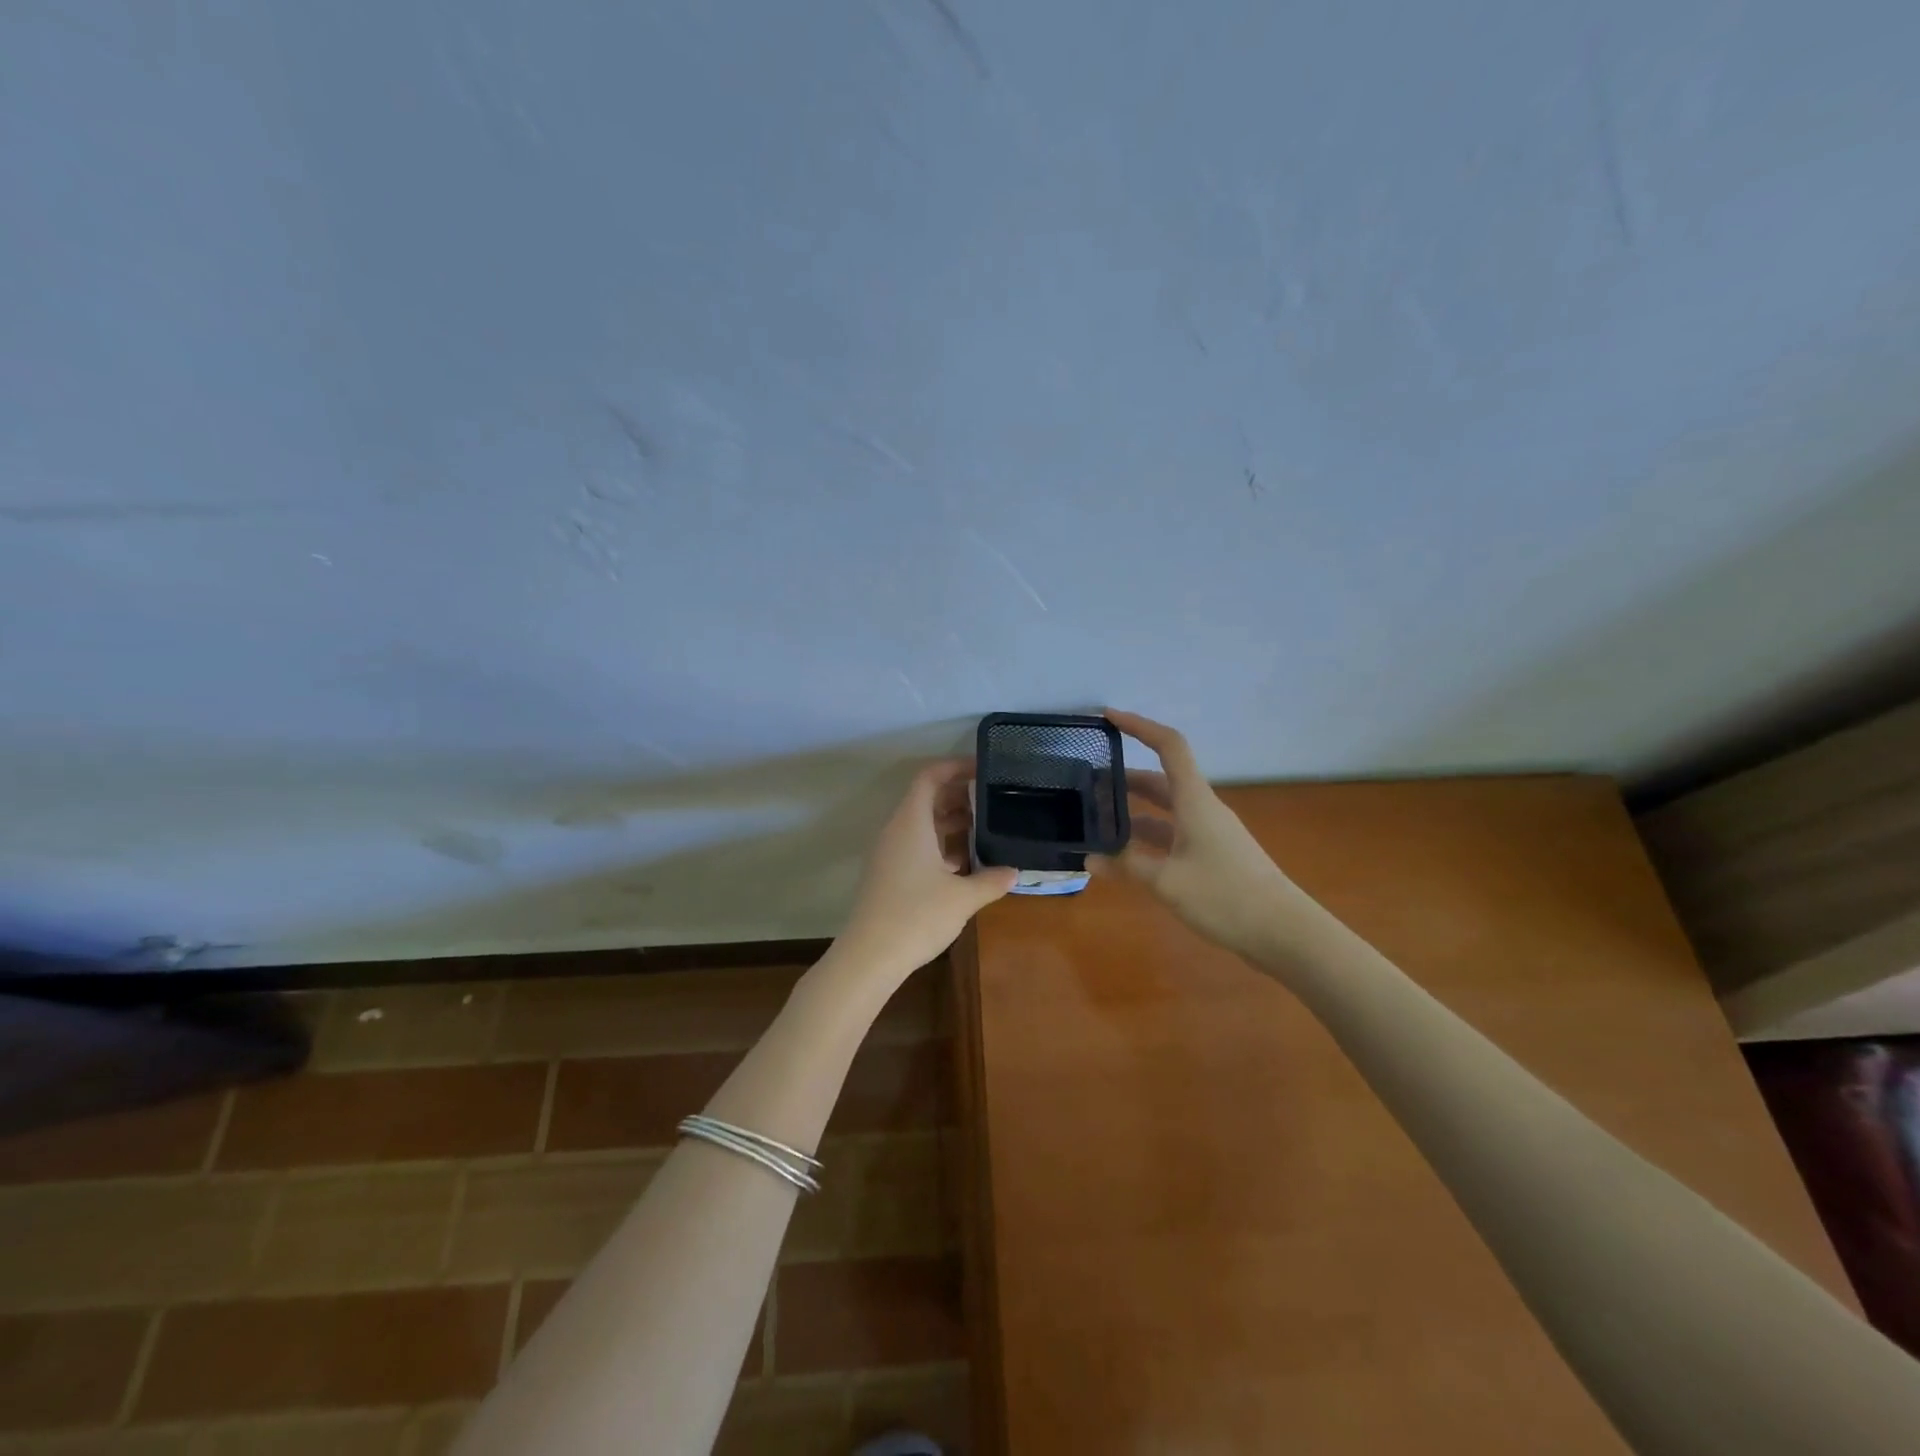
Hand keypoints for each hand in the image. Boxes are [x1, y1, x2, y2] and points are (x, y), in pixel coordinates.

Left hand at [836, 760, 1018, 979]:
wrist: (869, 956)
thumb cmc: (917, 916)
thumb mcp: (963, 898)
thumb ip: (991, 880)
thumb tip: (1015, 872)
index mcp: (911, 822)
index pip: (929, 777)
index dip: (955, 767)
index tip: (982, 769)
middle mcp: (897, 831)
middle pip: (926, 799)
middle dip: (958, 796)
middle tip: (992, 801)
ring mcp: (890, 854)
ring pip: (922, 825)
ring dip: (951, 824)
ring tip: (985, 830)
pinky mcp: (889, 875)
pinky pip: (916, 847)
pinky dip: (940, 846)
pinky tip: (964, 863)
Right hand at [1094, 710, 1297, 954]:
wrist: (1284, 932)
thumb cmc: (1225, 896)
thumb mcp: (1167, 882)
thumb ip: (1126, 866)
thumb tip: (1090, 858)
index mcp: (1195, 801)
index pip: (1168, 747)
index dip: (1139, 726)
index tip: (1108, 718)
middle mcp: (1202, 809)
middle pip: (1160, 781)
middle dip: (1124, 778)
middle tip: (1088, 785)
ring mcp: (1209, 834)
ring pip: (1165, 811)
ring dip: (1133, 812)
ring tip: (1097, 822)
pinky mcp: (1212, 857)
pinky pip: (1172, 836)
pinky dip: (1147, 839)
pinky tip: (1125, 857)